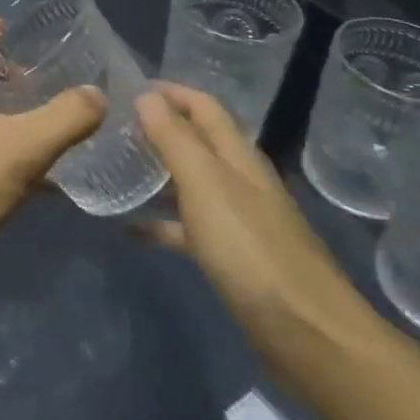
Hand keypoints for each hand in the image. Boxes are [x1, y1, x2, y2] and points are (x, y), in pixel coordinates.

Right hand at [134, 84, 378, 374]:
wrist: (307, 333)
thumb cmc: (251, 249)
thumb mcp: (206, 185)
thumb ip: (175, 139)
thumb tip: (146, 95)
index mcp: (238, 155)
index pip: (203, 106)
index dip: (169, 91)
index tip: (126, 87)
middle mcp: (240, 179)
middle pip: (197, 140)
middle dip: (159, 127)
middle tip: (112, 126)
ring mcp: (238, 219)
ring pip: (191, 182)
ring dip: (158, 172)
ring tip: (117, 169)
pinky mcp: (233, 256)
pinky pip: (189, 228)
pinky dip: (162, 223)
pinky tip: (132, 230)